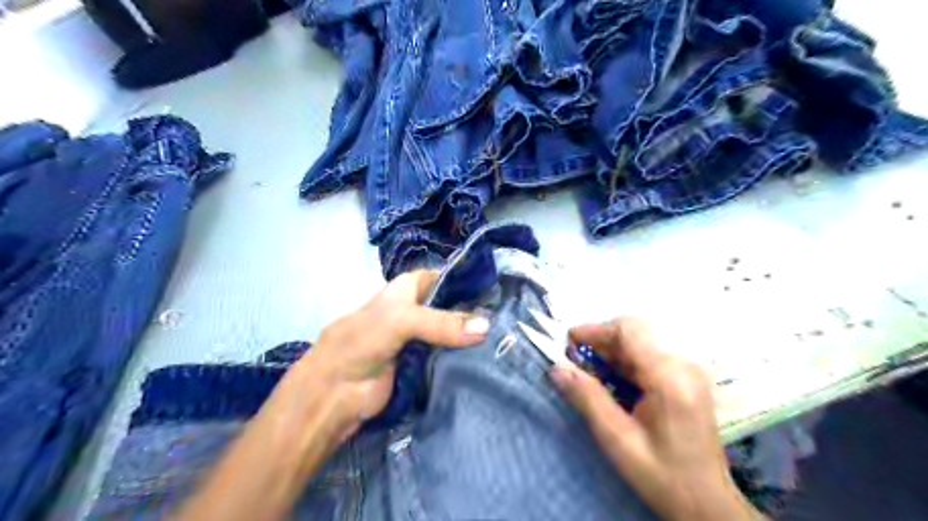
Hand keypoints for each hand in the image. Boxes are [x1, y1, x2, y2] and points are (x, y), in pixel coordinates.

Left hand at [288, 271, 491, 440]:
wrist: (335, 394)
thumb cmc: (361, 342)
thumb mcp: (400, 321)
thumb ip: (443, 323)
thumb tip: (488, 326)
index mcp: (406, 290)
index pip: (443, 278)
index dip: (466, 281)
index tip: (499, 290)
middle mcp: (415, 311)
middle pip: (450, 306)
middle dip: (474, 311)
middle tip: (508, 319)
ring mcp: (420, 340)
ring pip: (452, 333)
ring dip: (472, 337)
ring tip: (506, 339)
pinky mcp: (423, 366)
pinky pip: (448, 357)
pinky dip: (464, 359)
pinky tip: (488, 360)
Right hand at [549, 318, 760, 520]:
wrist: (707, 504)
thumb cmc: (662, 475)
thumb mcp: (617, 439)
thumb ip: (587, 398)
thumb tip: (556, 368)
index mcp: (668, 376)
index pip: (629, 329)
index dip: (594, 330)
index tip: (568, 344)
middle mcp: (683, 365)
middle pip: (633, 336)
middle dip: (599, 345)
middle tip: (573, 364)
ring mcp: (688, 371)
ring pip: (639, 346)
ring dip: (610, 356)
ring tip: (587, 376)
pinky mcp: (686, 379)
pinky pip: (649, 359)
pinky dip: (625, 366)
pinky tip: (611, 385)